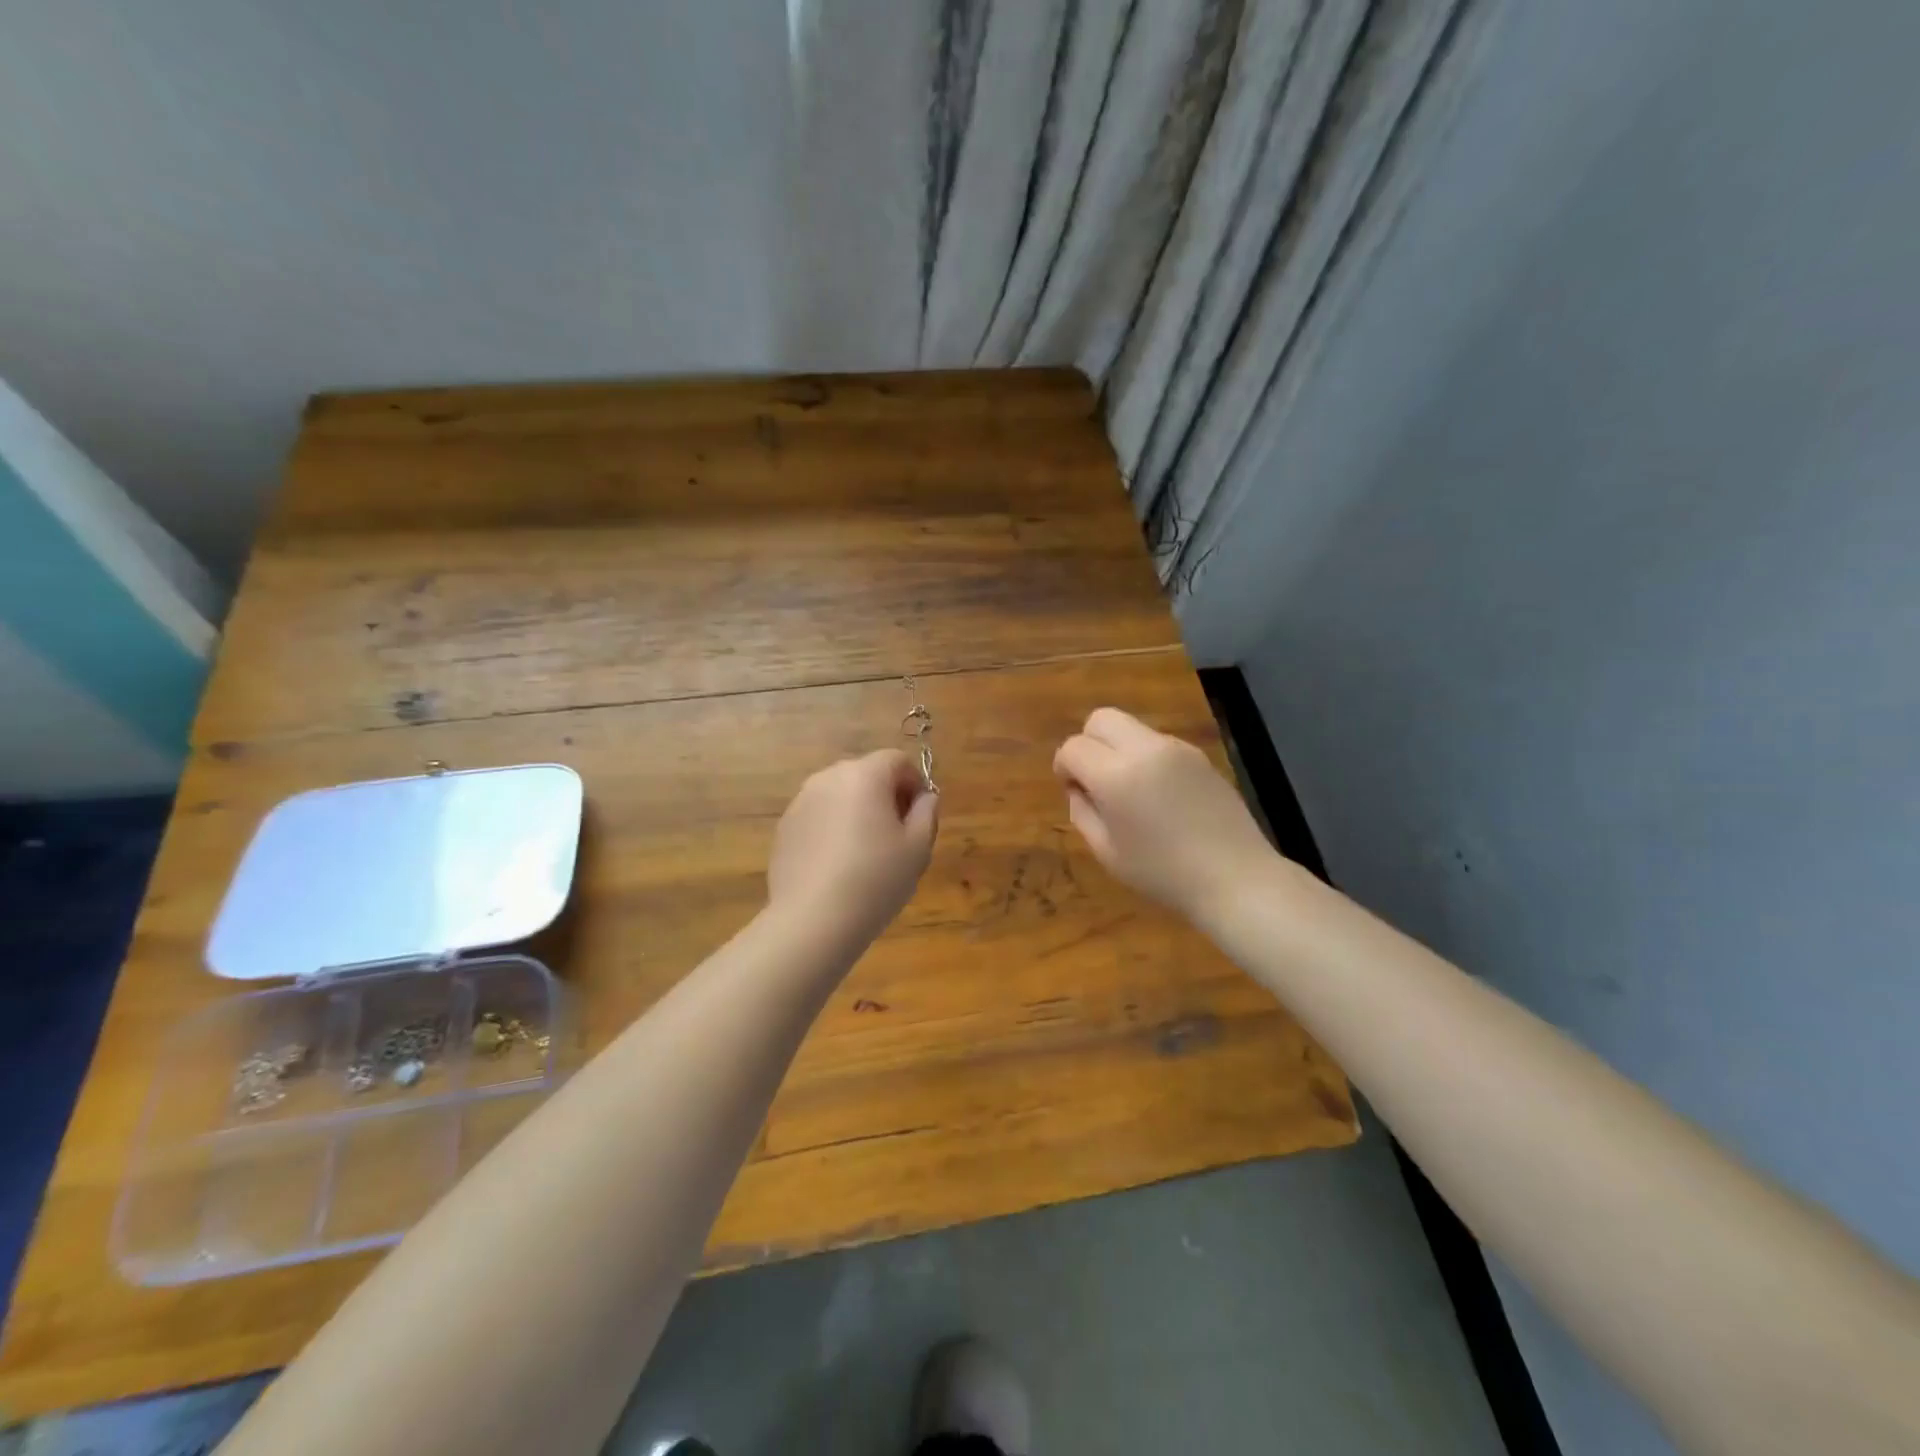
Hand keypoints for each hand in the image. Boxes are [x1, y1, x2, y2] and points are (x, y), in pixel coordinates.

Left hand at [768, 749, 939, 944]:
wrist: (813, 920)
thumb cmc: (875, 879)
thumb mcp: (918, 848)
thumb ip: (926, 813)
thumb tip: (925, 797)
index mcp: (864, 775)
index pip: (897, 760)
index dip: (914, 783)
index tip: (918, 816)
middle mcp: (828, 778)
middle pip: (866, 774)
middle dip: (885, 796)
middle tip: (896, 836)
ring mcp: (801, 802)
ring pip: (839, 795)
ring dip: (856, 812)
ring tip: (865, 854)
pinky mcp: (784, 828)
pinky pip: (818, 817)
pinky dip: (831, 830)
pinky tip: (837, 866)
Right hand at [1053, 708, 1274, 920]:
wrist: (1236, 879)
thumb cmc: (1164, 874)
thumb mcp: (1108, 853)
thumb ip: (1083, 812)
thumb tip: (1079, 788)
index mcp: (1117, 776)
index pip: (1074, 747)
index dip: (1064, 766)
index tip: (1073, 791)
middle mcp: (1146, 750)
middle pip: (1101, 718)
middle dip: (1088, 742)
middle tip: (1094, 779)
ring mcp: (1177, 748)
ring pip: (1131, 727)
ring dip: (1118, 749)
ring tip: (1129, 790)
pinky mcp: (1199, 755)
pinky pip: (1158, 743)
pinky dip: (1145, 757)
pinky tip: (1159, 795)